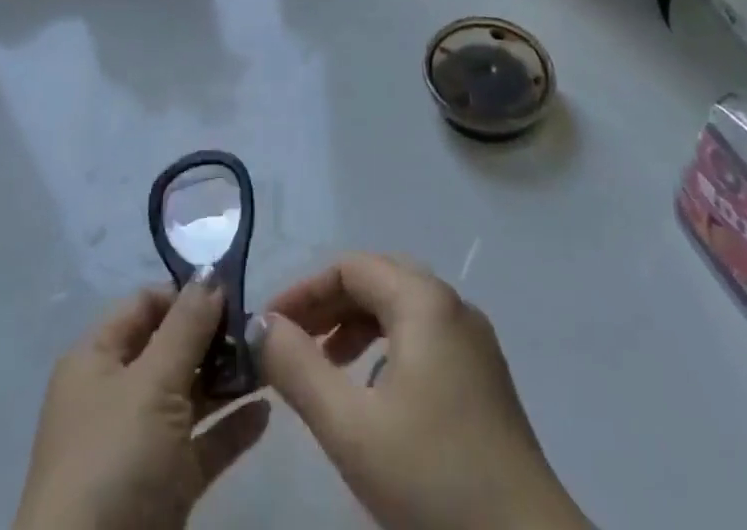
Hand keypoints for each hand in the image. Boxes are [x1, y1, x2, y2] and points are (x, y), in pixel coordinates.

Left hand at [13, 273, 270, 529]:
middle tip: (261, 328)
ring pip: (189, 395)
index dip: (186, 294)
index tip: (235, 291)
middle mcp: (115, 394)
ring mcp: (138, 444)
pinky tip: (266, 413)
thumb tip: (211, 272)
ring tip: (272, 363)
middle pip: (171, 348)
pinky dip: (230, 429)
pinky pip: (201, 445)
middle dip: (215, 336)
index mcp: (97, 359)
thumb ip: (187, 325)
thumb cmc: (114, 460)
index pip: (145, 304)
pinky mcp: (162, 488)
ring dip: (228, 380)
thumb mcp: (152, 382)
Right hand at [255, 254, 588, 529]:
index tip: (268, 327)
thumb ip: (298, 368)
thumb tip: (261, 326)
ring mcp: (473, 342)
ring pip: (402, 309)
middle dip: (329, 305)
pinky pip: (423, 337)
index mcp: (425, 300)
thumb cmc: (433, 479)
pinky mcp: (484, 378)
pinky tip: (373, 395)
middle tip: (290, 342)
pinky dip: (386, 348)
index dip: (304, 290)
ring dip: (356, 325)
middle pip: (377, 281)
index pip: (351, 267)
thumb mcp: (351, 427)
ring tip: (325, 365)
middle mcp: (452, 305)